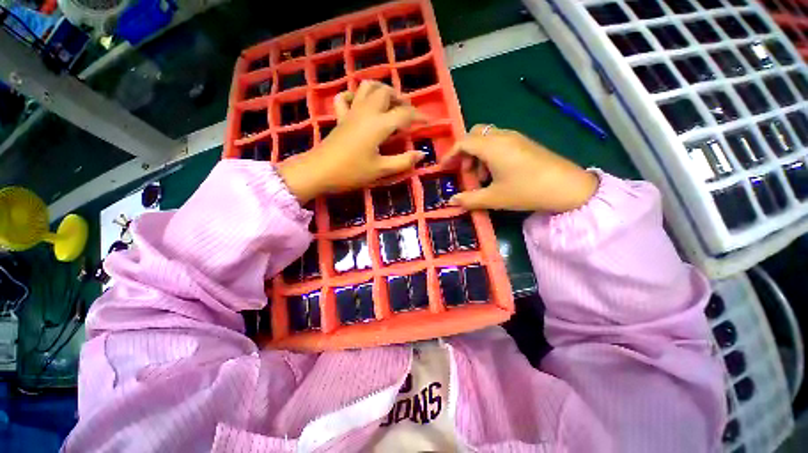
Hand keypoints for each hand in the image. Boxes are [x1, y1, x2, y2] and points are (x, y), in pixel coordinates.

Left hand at [278, 81, 425, 203]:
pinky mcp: (340, 117)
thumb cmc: (351, 172)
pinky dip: (356, 96)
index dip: (419, 117)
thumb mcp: (380, 170)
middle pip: (385, 92)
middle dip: (400, 98)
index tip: (428, 122)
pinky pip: (346, 98)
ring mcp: (351, 112)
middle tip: (408, 112)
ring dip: (381, 90)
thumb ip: (403, 161)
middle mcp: (366, 112)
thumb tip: (421, 154)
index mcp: (379, 125)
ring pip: (367, 88)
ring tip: (390, 103)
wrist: (318, 171)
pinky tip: (362, 105)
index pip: (404, 114)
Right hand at [442, 125, 598, 212]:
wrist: (568, 187)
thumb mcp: (494, 198)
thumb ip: (469, 199)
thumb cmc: (526, 190)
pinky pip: (500, 142)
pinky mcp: (525, 143)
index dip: (450, 154)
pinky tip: (497, 173)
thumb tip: (451, 201)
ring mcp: (516, 138)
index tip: (444, 168)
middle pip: (475, 135)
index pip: (463, 142)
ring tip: (483, 177)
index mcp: (492, 146)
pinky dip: (491, 154)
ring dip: (478, 154)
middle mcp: (502, 136)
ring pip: (487, 138)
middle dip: (465, 152)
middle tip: (467, 172)